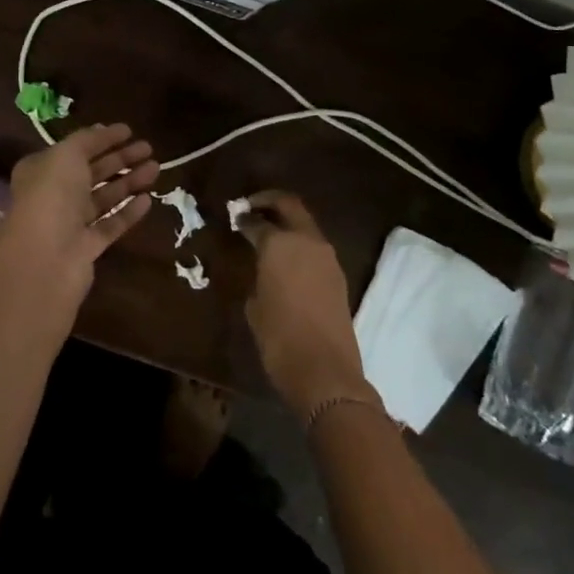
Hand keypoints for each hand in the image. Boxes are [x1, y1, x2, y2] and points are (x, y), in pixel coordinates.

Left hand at [0, 124, 157, 303]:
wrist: (45, 258)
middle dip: (120, 158)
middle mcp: (54, 195)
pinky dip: (128, 212)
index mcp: (42, 170)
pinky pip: (111, 224)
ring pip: (104, 197)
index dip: (100, 139)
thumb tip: (103, 130)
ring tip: (156, 168)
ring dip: (129, 181)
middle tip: (148, 148)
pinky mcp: (88, 248)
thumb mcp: (66, 155)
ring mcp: (71, 223)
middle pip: (92, 172)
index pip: (75, 149)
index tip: (128, 130)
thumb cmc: (52, 195)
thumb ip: (87, 140)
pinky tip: (148, 200)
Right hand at [240, 192, 372, 414]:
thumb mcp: (254, 305)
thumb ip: (258, 275)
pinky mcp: (338, 276)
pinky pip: (315, 248)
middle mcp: (306, 241)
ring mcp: (327, 257)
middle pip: (290, 206)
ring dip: (288, 223)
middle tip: (251, 207)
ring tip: (268, 234)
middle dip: (270, 202)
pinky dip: (300, 244)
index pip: (258, 221)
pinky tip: (286, 260)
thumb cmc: (279, 337)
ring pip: (306, 225)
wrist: (325, 371)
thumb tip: (263, 268)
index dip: (244, 218)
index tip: (235, 218)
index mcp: (279, 243)